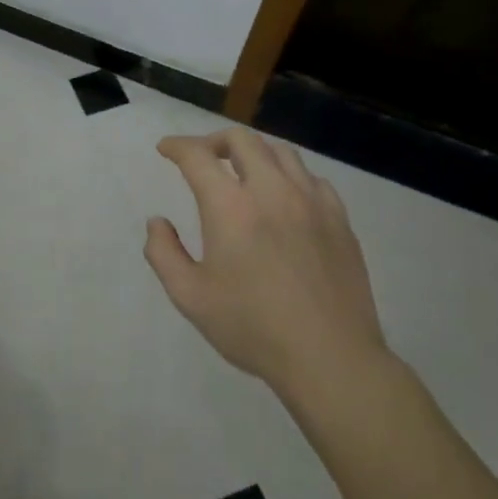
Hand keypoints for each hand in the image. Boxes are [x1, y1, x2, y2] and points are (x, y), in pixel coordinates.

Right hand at [145, 128, 391, 398]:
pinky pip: (311, 179)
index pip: (197, 156)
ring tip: (242, 171)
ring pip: (280, 152)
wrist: (330, 358)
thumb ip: (164, 253)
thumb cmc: (253, 328)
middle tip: (201, 157)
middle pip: (241, 140)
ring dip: (253, 152)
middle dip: (213, 140)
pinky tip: (284, 197)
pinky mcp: (339, 219)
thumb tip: (158, 222)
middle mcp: (271, 191)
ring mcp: (311, 202)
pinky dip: (289, 175)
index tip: (166, 149)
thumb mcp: (190, 297)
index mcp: (231, 207)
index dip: (177, 146)